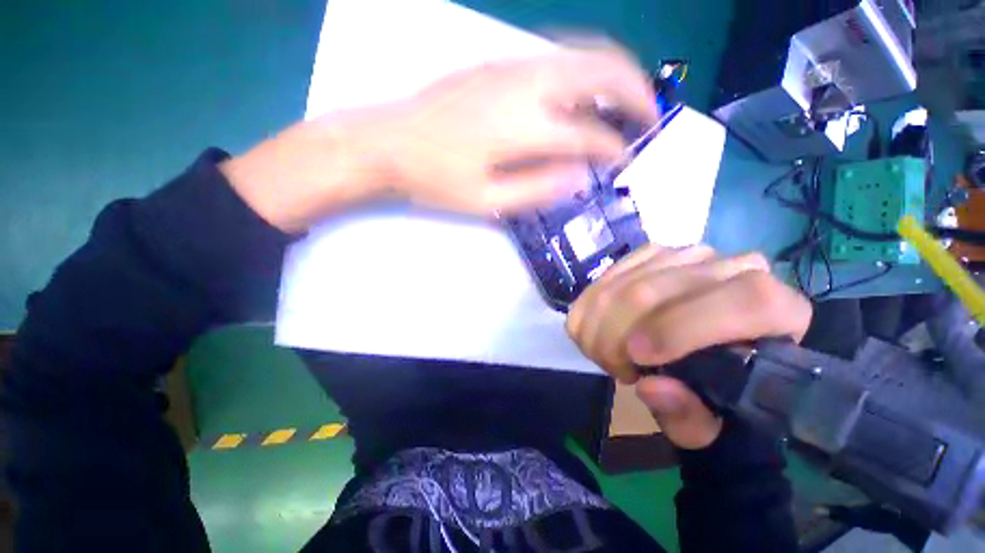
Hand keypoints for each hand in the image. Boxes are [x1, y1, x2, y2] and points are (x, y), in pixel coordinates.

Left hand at [384, 45, 657, 214]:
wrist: (390, 142)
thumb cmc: (436, 179)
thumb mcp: (486, 200)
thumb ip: (536, 189)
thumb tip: (578, 178)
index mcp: (522, 126)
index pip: (586, 135)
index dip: (610, 150)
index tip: (621, 162)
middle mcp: (525, 84)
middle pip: (600, 70)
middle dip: (634, 91)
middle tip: (647, 116)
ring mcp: (511, 65)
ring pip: (583, 53)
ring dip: (615, 73)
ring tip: (626, 101)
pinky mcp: (499, 62)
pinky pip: (558, 56)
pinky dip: (585, 69)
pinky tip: (584, 91)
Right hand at [566, 245, 811, 448]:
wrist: (703, 354)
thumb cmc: (716, 395)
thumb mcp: (707, 425)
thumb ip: (688, 415)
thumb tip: (651, 387)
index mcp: (778, 311)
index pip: (745, 300)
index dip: (682, 328)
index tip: (638, 357)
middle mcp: (736, 269)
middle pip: (660, 288)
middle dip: (618, 331)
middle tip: (612, 365)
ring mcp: (689, 256)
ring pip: (629, 281)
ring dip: (601, 321)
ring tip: (606, 352)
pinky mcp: (654, 254)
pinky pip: (612, 274)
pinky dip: (593, 303)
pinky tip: (600, 327)